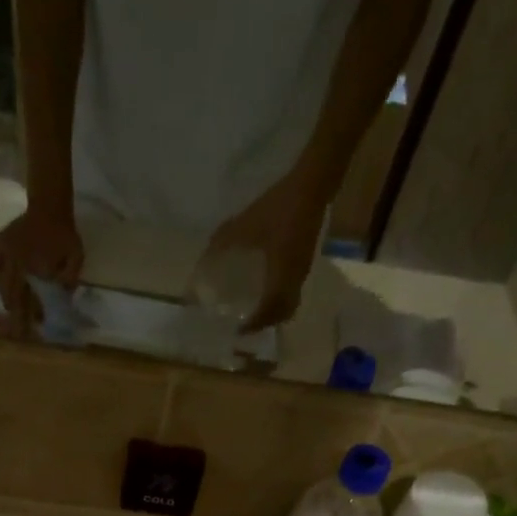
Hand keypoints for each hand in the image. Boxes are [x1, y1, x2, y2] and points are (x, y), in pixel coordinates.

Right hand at [0, 205, 83, 337]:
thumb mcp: (75, 257)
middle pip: (11, 294)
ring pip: (0, 283)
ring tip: (13, 310)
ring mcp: (3, 250)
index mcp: (32, 263)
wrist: (50, 206)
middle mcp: (14, 258)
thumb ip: (69, 279)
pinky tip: (3, 286)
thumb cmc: (64, 235)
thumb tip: (60, 299)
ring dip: (7, 299)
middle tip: (19, 329)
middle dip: (15, 314)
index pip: (27, 297)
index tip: (31, 327)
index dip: (28, 315)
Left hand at [206, 173, 324, 331]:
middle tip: (246, 327)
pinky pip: (294, 290)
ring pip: (291, 303)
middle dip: (265, 323)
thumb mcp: (247, 223)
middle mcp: (294, 278)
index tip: (239, 331)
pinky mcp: (305, 261)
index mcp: (281, 274)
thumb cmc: (279, 206)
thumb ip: (224, 241)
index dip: (254, 323)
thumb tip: (203, 258)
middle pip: (283, 313)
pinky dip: (281, 299)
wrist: (313, 184)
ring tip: (256, 313)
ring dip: (274, 313)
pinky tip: (268, 290)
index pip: (269, 310)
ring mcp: (302, 270)